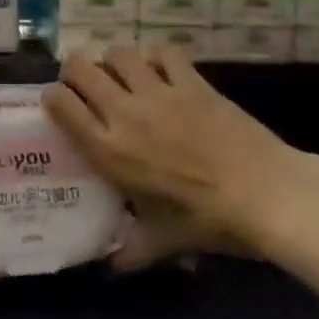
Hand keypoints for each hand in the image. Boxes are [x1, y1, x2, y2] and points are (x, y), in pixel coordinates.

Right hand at [42, 46, 297, 262]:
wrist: (265, 193)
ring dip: (114, 60)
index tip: (58, 102)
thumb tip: (115, 265)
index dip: (53, 97)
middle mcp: (125, 113)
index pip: (61, 105)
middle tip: (84, 81)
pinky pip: (164, 53)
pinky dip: (158, 58)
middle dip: (74, 69)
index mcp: (109, 150)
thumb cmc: (209, 221)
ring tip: (122, 73)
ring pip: (119, 53)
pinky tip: (163, 70)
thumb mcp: (166, 240)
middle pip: (80, 67)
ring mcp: (158, 92)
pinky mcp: (191, 81)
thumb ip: (135, 248)